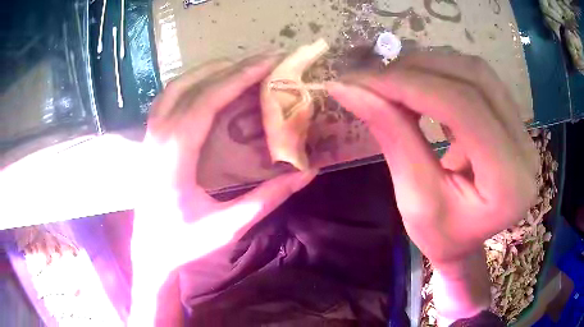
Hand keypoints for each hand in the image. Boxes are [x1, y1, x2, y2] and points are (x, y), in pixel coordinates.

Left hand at [130, 54, 315, 324]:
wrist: (150, 252)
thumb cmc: (184, 243)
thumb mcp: (228, 227)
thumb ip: (267, 199)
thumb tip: (306, 173)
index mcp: (174, 156)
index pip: (206, 102)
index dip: (239, 78)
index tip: (268, 63)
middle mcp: (158, 137)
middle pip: (191, 86)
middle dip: (229, 67)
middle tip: (263, 61)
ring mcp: (149, 136)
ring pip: (176, 87)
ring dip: (208, 71)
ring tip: (240, 67)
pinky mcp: (149, 139)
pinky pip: (168, 98)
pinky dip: (191, 83)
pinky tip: (208, 84)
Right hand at [327, 52, 537, 321]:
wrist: (467, 241)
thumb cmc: (442, 237)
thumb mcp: (414, 199)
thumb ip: (392, 136)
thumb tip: (349, 89)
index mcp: (509, 184)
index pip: (464, 108)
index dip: (410, 85)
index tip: (361, 80)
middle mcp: (525, 149)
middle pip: (474, 79)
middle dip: (417, 70)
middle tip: (373, 77)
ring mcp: (524, 131)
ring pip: (477, 72)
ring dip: (430, 66)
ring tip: (393, 79)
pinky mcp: (514, 121)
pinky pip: (479, 79)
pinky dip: (442, 74)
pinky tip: (419, 85)